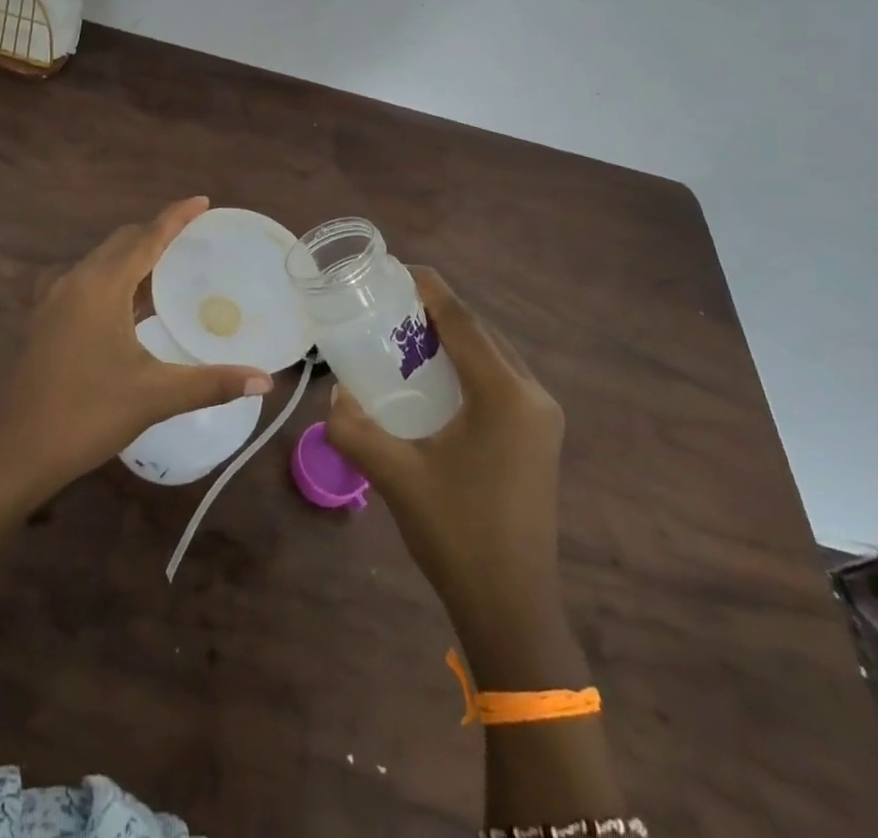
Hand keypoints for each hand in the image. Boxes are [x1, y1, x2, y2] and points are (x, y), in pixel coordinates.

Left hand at [0, 197, 274, 496]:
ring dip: (134, 256)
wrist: (19, 451)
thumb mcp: (156, 396)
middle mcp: (75, 281)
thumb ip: (212, 383)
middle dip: (156, 233)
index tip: (202, 201)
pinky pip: (87, 281)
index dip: (176, 217)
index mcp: (101, 286)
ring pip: (101, 260)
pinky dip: (115, 278)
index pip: (147, 238)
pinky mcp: (45, 318)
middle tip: (193, 237)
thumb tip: (266, 381)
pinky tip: (131, 303)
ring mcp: (54, 299)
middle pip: (122, 242)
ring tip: (169, 265)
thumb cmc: (89, 415)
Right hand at [326, 267, 565, 646]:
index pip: (463, 320)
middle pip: (481, 331)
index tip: (393, 269)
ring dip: (453, 337)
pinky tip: (434, 376)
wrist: (511, 607)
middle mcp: (532, 395)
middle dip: (437, 310)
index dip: (428, 288)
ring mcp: (541, 416)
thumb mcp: (395, 476)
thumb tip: (335, 395)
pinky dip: (466, 364)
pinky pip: (499, 378)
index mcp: (505, 395)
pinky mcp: (538, 436)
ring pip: (493, 354)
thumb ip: (355, 427)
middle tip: (389, 304)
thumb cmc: (456, 534)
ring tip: (405, 332)